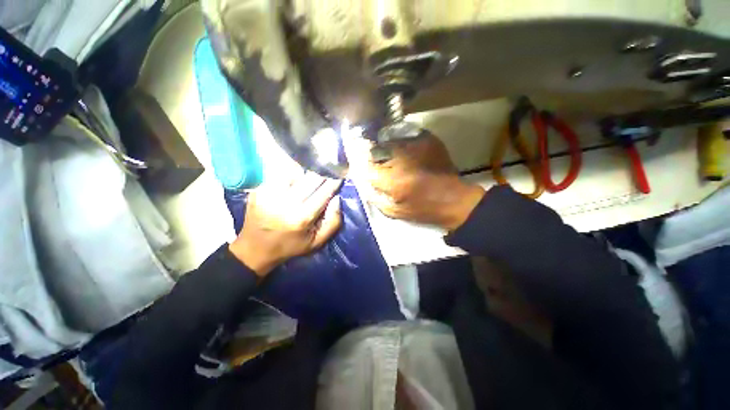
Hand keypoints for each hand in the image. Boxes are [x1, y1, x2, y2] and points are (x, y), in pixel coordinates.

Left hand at [229, 172, 342, 276]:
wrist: (255, 249)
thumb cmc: (290, 246)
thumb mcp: (317, 242)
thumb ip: (333, 222)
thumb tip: (337, 198)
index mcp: (301, 218)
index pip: (324, 192)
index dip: (334, 182)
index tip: (340, 175)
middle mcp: (285, 203)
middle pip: (310, 179)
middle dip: (322, 173)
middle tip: (328, 170)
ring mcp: (269, 194)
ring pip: (295, 172)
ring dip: (306, 171)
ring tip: (312, 172)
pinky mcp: (259, 190)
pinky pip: (280, 174)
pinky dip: (291, 172)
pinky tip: (295, 176)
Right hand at [345, 131, 483, 230]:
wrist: (454, 200)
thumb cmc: (424, 210)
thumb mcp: (395, 213)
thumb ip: (375, 198)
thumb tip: (364, 182)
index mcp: (393, 182)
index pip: (367, 167)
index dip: (361, 165)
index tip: (360, 164)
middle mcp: (403, 161)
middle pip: (377, 149)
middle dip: (371, 152)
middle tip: (372, 156)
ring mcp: (416, 147)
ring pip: (390, 139)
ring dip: (384, 144)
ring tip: (386, 151)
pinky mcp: (428, 141)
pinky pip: (406, 135)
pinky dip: (400, 140)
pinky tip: (402, 148)